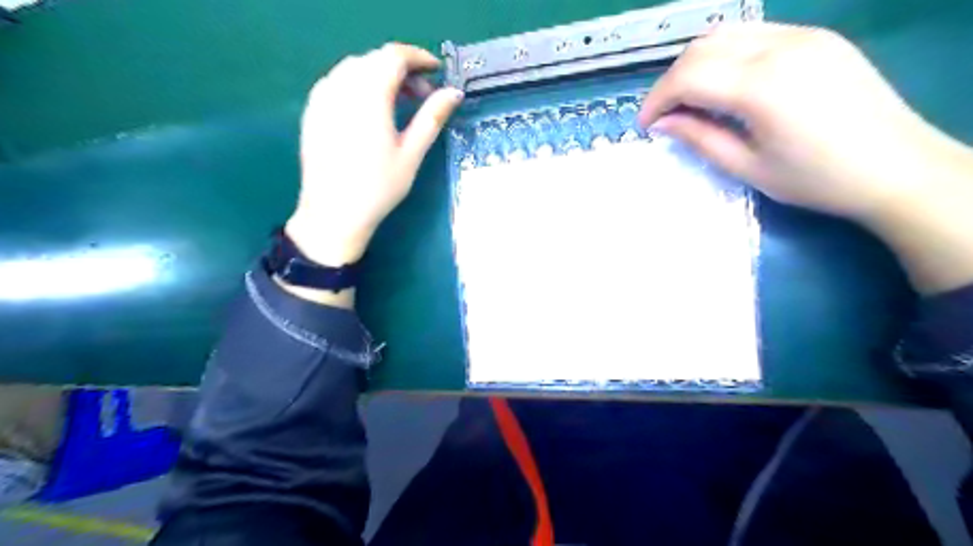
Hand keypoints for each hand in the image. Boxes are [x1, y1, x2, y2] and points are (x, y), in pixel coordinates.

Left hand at [286, 44, 462, 265]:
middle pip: (374, 59)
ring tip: (399, 103)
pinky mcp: (313, 110)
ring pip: (355, 68)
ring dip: (380, 75)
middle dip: (402, 69)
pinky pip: (338, 81)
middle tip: (423, 95)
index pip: (394, 56)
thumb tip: (454, 93)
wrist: (333, 214)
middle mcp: (341, 87)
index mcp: (368, 95)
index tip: (437, 72)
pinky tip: (370, 109)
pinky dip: (360, 84)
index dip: (419, 58)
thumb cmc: (378, 187)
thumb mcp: (412, 153)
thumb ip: (432, 117)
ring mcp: (322, 97)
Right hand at [645, 24, 972, 294]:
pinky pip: (755, 34)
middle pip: (702, 47)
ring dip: (696, 64)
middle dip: (671, 81)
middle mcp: (780, 46)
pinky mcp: (816, 37)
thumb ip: (699, 138)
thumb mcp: (747, 166)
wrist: (895, 166)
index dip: (657, 100)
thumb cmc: (815, 178)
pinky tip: (725, 85)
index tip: (645, 126)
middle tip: (664, 115)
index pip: (688, 77)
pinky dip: (726, 55)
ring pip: (726, 33)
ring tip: (690, 100)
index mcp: (761, 85)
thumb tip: (662, 124)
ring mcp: (802, 35)